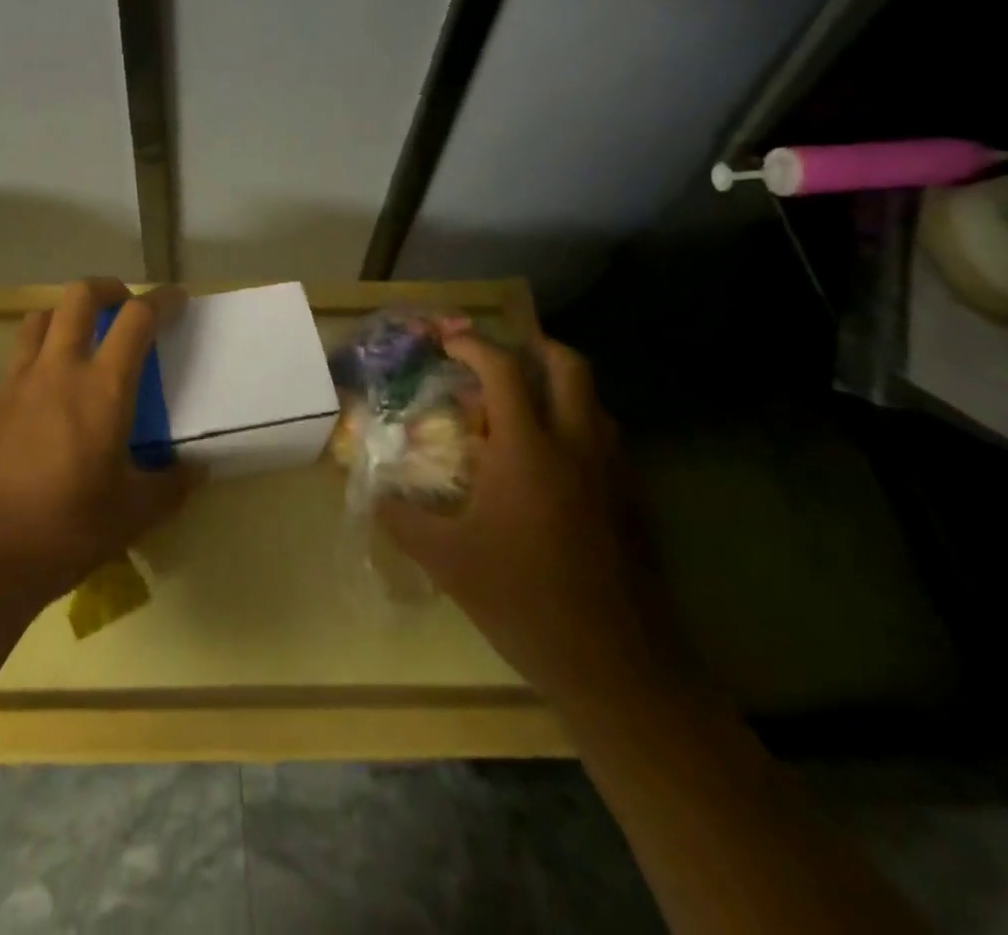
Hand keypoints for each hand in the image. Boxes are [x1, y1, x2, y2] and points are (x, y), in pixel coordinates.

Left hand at [0, 279, 199, 629]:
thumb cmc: (68, 531)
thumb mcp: (134, 513)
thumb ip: (172, 484)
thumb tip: (198, 470)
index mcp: (102, 389)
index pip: (137, 319)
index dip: (162, 300)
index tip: (177, 300)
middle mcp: (58, 370)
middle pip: (79, 296)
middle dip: (108, 288)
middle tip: (124, 306)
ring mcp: (17, 382)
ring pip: (40, 318)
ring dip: (66, 315)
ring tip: (81, 338)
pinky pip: (18, 357)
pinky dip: (38, 354)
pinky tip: (46, 391)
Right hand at [378, 331, 673, 703]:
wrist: (617, 666)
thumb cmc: (524, 603)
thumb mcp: (448, 561)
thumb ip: (403, 519)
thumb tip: (372, 494)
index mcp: (527, 450)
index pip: (503, 370)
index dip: (473, 345)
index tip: (447, 341)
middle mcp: (576, 445)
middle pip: (568, 365)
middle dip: (532, 347)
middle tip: (500, 359)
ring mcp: (613, 471)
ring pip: (594, 399)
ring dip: (559, 386)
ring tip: (523, 407)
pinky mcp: (635, 500)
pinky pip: (607, 438)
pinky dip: (578, 425)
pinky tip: (552, 463)